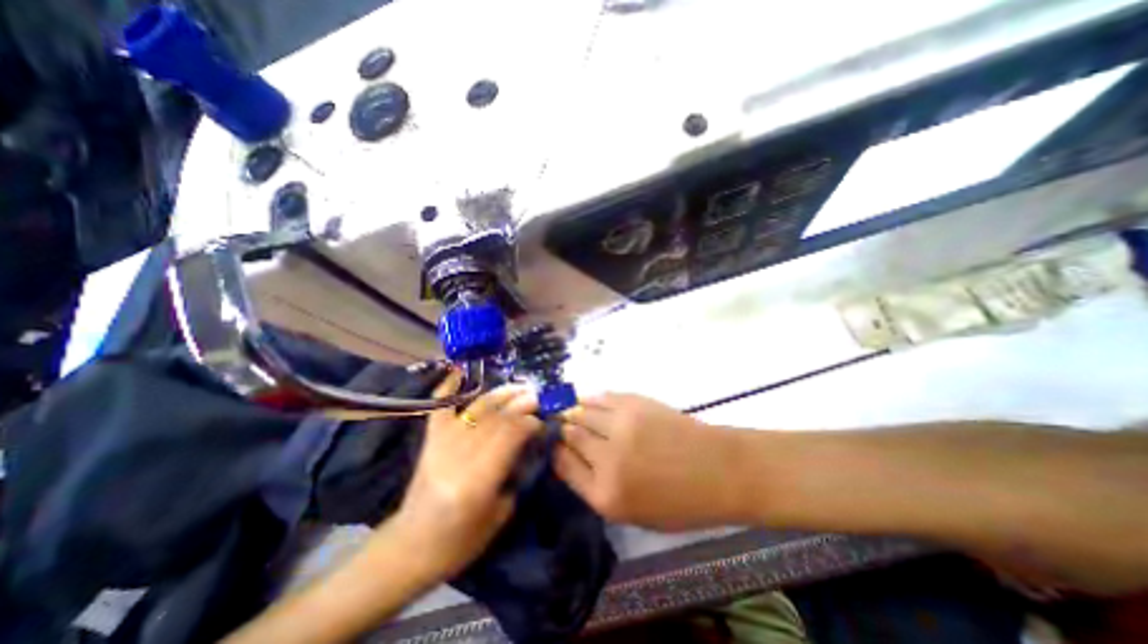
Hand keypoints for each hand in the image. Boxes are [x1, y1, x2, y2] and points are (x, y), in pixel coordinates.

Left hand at [386, 376, 542, 585]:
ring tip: (518, 387)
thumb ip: (514, 473)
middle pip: (495, 419)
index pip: (509, 437)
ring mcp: (440, 445)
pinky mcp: (429, 441)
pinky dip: (448, 388)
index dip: (528, 424)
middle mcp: (457, 456)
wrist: (409, 548)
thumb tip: (527, 442)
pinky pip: (440, 408)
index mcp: (476, 481)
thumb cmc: (459, 543)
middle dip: (520, 404)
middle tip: (537, 397)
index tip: (542, 420)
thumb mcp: (499, 515)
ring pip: (476, 410)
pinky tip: (460, 371)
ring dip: (500, 395)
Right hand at [555, 392, 745, 533]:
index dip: (554, 451)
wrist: (719, 470)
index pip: (563, 465)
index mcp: (606, 494)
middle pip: (570, 435)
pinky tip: (587, 400)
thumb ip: (596, 488)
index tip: (552, 444)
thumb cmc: (680, 502)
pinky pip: (602, 397)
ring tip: (569, 410)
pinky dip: (590, 398)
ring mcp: (621, 426)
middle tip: (557, 424)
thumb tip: (571, 459)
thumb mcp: (633, 514)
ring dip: (572, 411)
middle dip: (560, 429)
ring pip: (582, 411)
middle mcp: (608, 459)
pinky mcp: (635, 403)